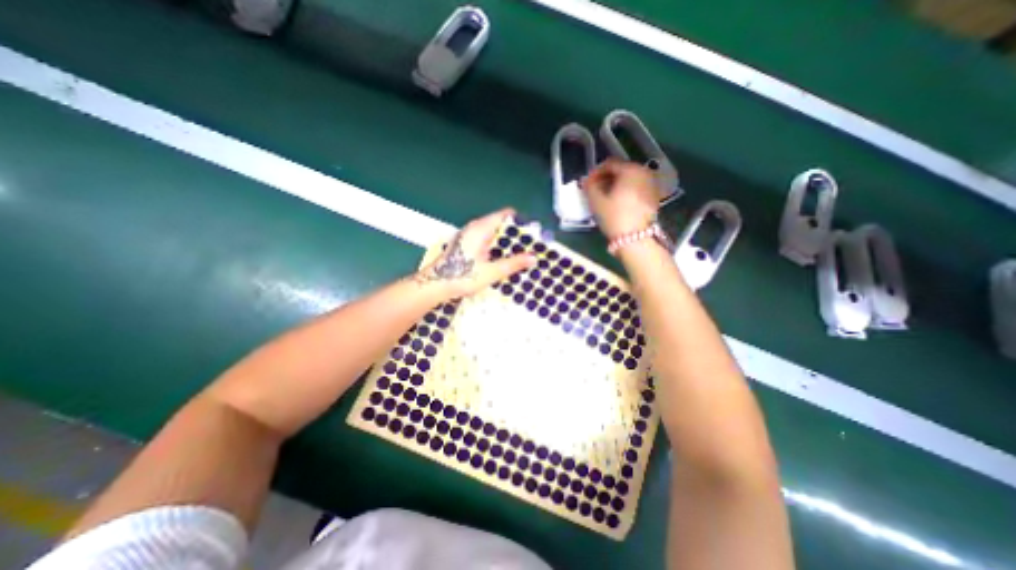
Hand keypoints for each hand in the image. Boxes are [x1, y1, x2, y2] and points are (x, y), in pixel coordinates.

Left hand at [414, 208, 533, 298]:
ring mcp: (469, 235)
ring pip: (493, 233)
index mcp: (481, 228)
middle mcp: (475, 227)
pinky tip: (502, 259)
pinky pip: (486, 240)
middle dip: (516, 234)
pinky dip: (496, 247)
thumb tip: (534, 257)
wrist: (434, 285)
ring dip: (506, 242)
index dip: (521, 222)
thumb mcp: (491, 272)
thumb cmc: (462, 276)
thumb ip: (513, 263)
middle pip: (500, 224)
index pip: (506, 214)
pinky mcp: (466, 244)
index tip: (532, 233)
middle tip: (530, 247)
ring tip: (520, 255)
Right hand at [584, 156, 663, 240]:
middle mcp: (644, 172)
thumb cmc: (614, 216)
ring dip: (617, 184)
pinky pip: (637, 188)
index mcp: (630, 169)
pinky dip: (627, 191)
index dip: (596, 172)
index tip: (588, 183)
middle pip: (622, 170)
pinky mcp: (654, 197)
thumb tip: (588, 180)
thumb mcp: (596, 200)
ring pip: (630, 179)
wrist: (636, 238)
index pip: (609, 164)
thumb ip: (590, 186)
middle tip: (596, 189)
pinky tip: (618, 202)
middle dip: (607, 177)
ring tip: (606, 197)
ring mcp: (652, 184)